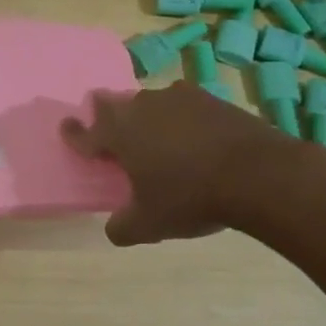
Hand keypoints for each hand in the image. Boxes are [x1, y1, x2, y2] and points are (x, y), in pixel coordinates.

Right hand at [60, 80, 323, 244]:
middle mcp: (142, 107)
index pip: (85, 132)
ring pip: (150, 101)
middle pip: (114, 105)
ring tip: (157, 137)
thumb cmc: (191, 197)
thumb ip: (122, 227)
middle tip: (113, 132)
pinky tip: (194, 136)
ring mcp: (178, 98)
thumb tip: (114, 228)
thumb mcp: (149, 224)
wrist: (259, 174)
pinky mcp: (211, 98)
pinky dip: (182, 118)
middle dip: (108, 116)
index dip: (74, 134)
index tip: (67, 128)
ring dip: (146, 116)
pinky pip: (184, 104)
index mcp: (120, 133)